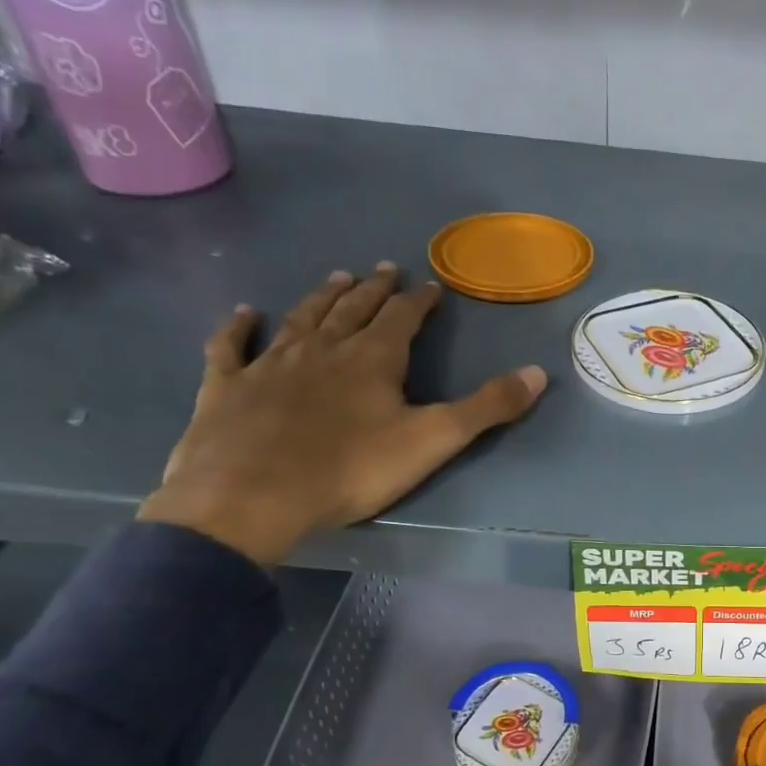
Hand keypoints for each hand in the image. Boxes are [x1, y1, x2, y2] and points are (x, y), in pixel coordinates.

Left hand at [138, 264, 545, 565]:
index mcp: (373, 360)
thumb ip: (487, 407)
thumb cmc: (351, 469)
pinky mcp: (227, 387)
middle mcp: (323, 349)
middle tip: (383, 270)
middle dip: (373, 290)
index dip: (419, 301)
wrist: (252, 496)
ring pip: (301, 318)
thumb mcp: (434, 440)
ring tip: (337, 277)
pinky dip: (238, 328)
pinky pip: (232, 347)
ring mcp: (270, 364)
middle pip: (352, 310)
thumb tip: (538, 372)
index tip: (430, 285)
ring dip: (322, 297)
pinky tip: (243, 314)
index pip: (402, 319)